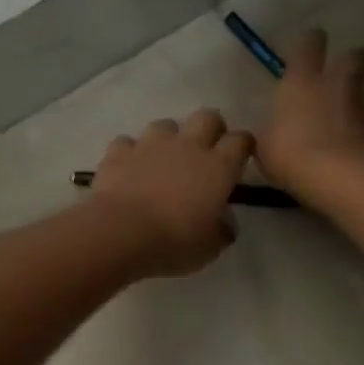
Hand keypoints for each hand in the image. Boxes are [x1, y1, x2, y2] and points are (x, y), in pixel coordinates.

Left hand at [89, 109, 254, 276]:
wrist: (121, 232)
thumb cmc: (174, 241)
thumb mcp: (210, 247)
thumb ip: (222, 230)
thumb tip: (225, 223)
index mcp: (218, 167)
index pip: (240, 141)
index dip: (243, 145)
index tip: (241, 156)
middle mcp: (187, 146)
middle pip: (207, 117)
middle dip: (210, 127)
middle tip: (206, 148)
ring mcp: (150, 144)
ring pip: (165, 125)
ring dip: (168, 138)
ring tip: (163, 158)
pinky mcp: (119, 152)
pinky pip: (127, 143)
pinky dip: (130, 153)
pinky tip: (128, 167)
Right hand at [256, 29, 363, 195]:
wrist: (339, 177)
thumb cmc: (291, 155)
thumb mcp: (265, 147)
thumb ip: (271, 134)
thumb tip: (271, 133)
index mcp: (302, 82)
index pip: (308, 46)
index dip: (310, 42)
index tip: (312, 41)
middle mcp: (337, 85)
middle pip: (356, 57)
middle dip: (361, 56)